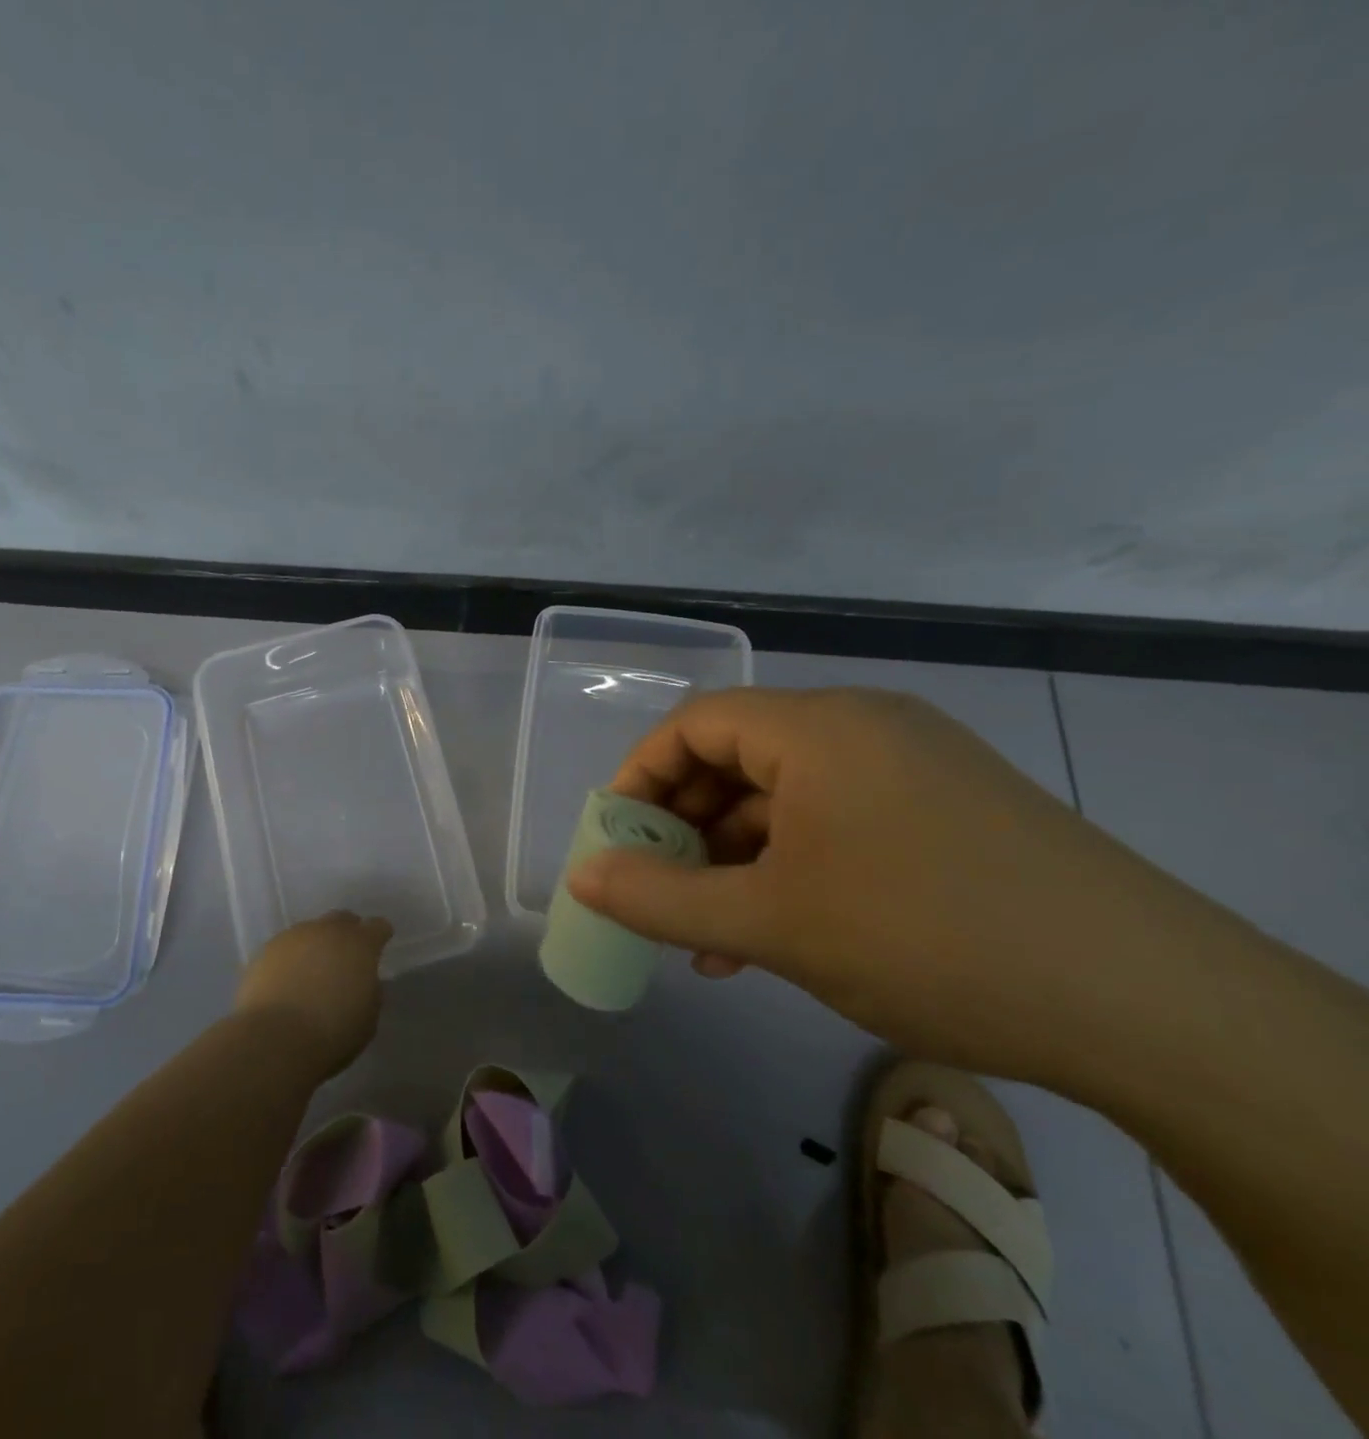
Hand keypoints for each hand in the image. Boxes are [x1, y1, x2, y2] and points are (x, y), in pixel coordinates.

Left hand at [234, 912, 392, 1076]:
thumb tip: (363, 981)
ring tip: (312, 971)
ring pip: (311, 931)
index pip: (378, 927)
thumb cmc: (332, 1033)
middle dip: (347, 933)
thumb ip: (369, 991)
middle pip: (342, 919)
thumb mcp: (368, 1018)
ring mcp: (294, 937)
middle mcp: (328, 931)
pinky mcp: (266, 950)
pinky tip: (287, 980)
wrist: (274, 1039)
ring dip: (316, 946)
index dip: (380, 935)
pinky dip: (291, 959)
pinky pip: (286, 947)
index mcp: (360, 945)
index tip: (380, 945)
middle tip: (346, 956)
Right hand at [567, 687, 1218, 1086]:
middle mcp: (864, 729)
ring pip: (786, 800)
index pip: (695, 725)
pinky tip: (772, 934)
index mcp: (819, 728)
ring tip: (707, 934)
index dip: (641, 778)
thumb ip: (661, 898)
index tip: (617, 842)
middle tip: (657, 891)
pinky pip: (836, 824)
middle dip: (685, 828)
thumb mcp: (772, 923)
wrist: (1152, 1008)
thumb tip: (581, 876)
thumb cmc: (928, 939)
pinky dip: (790, 869)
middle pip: (737, 759)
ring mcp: (912, 769)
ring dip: (734, 860)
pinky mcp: (947, 813)